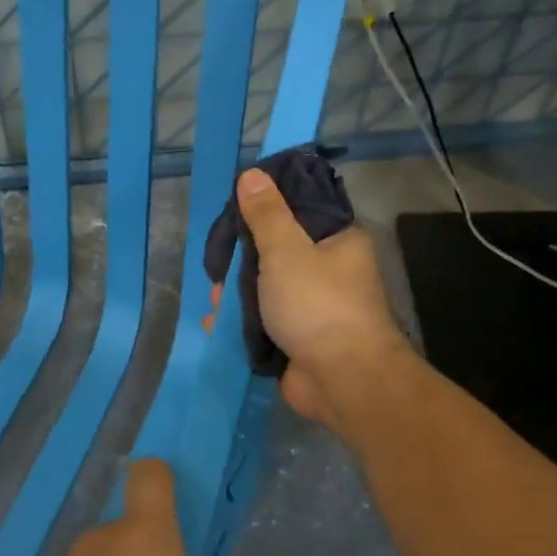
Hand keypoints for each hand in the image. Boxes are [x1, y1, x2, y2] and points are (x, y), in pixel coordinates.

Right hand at [228, 167, 412, 430]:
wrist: (343, 381)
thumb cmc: (317, 305)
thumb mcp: (286, 250)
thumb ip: (266, 214)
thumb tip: (252, 174)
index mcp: (339, 241)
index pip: (299, 212)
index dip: (264, 211)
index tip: (232, 215)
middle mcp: (332, 272)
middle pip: (279, 254)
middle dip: (243, 262)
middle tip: (216, 268)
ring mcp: (317, 309)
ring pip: (269, 291)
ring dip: (238, 296)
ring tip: (213, 301)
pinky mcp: (302, 341)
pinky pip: (266, 324)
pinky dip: (242, 324)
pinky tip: (214, 323)